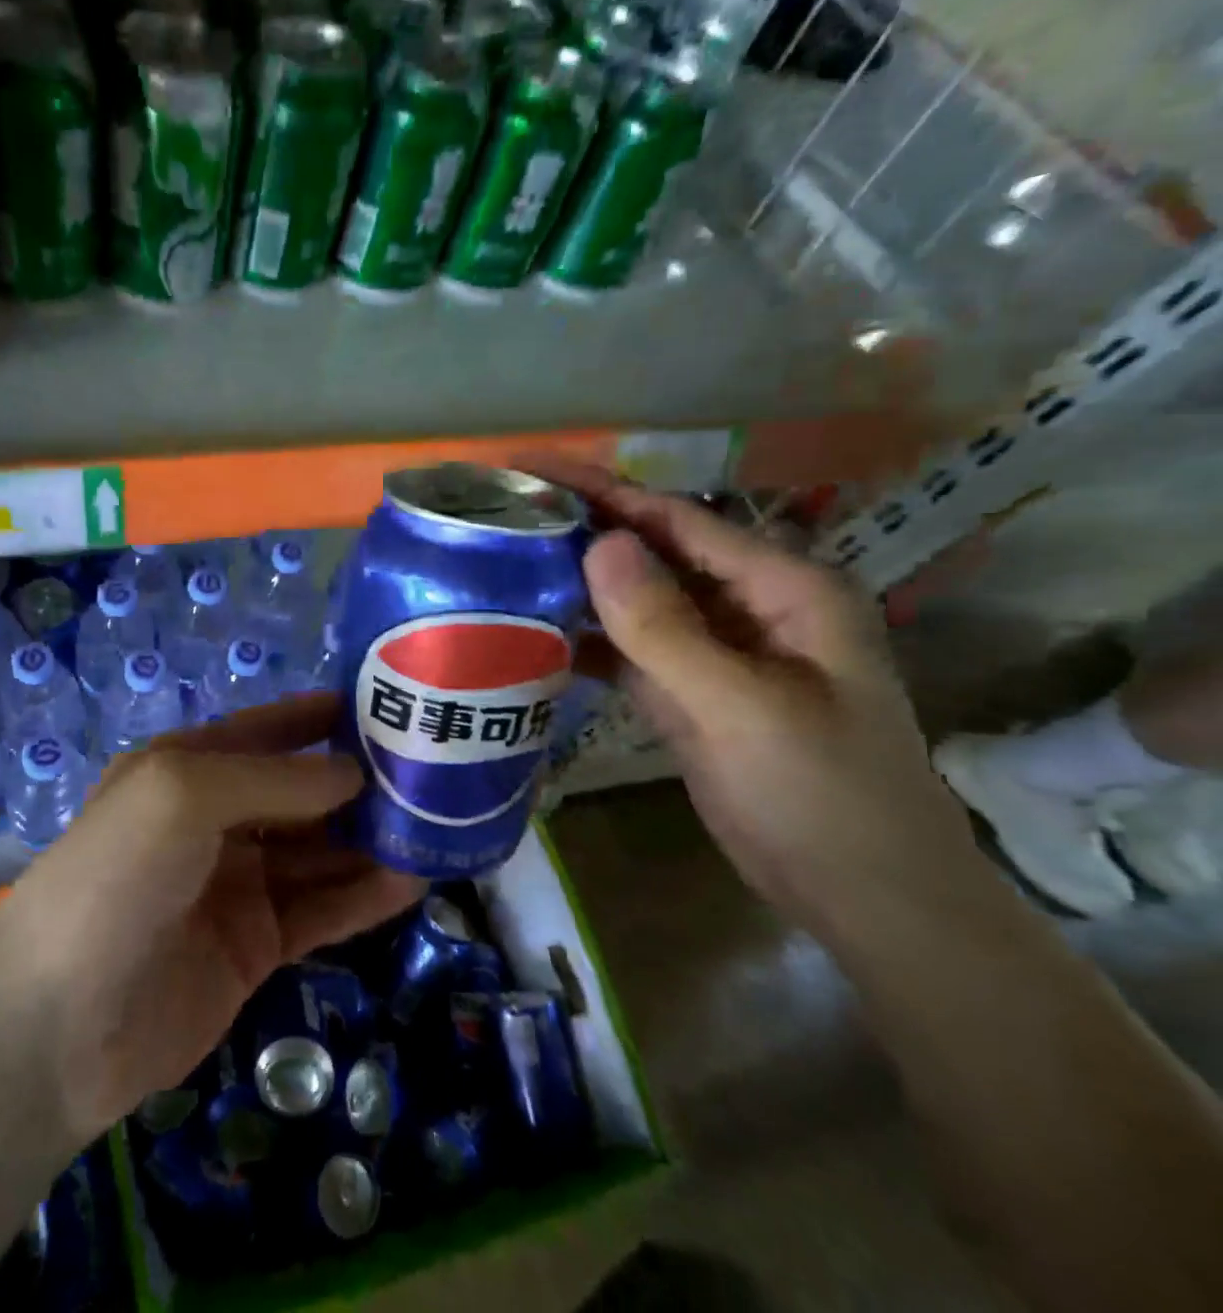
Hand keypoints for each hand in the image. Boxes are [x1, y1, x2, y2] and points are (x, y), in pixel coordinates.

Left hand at [0, 695, 421, 1138]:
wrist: (60, 1024)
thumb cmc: (118, 875)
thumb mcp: (185, 793)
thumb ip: (274, 778)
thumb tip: (352, 772)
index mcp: (186, 768)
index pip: (265, 730)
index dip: (319, 717)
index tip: (383, 705)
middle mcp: (214, 820)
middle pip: (300, 792)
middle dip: (358, 782)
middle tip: (432, 772)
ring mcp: (236, 884)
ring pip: (318, 851)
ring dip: (371, 840)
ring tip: (440, 825)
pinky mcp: (255, 945)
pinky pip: (320, 909)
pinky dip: (364, 896)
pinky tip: (414, 882)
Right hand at [534, 463, 976, 937]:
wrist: (862, 897)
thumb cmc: (822, 795)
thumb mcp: (741, 706)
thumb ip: (665, 627)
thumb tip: (599, 543)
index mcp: (783, 587)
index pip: (678, 520)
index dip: (605, 491)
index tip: (533, 468)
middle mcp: (746, 605)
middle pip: (651, 553)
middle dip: (581, 531)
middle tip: (502, 514)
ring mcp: (715, 651)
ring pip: (635, 601)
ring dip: (576, 584)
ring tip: (502, 564)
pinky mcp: (689, 690)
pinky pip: (628, 649)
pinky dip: (585, 639)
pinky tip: (532, 632)